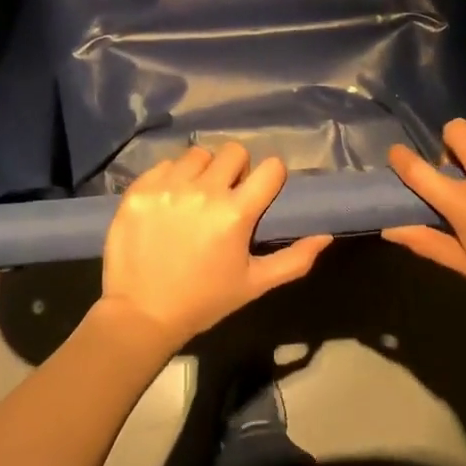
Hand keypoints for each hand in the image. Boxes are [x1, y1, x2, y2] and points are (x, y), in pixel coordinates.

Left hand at [100, 144, 331, 347]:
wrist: (140, 314)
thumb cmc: (204, 300)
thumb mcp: (254, 284)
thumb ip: (294, 259)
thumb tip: (325, 235)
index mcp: (235, 213)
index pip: (270, 167)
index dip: (271, 176)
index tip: (262, 190)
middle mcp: (203, 191)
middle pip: (234, 151)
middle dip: (237, 169)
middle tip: (227, 194)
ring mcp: (168, 187)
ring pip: (198, 154)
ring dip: (202, 171)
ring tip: (195, 197)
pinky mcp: (140, 189)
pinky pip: (165, 164)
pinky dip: (171, 178)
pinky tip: (168, 203)